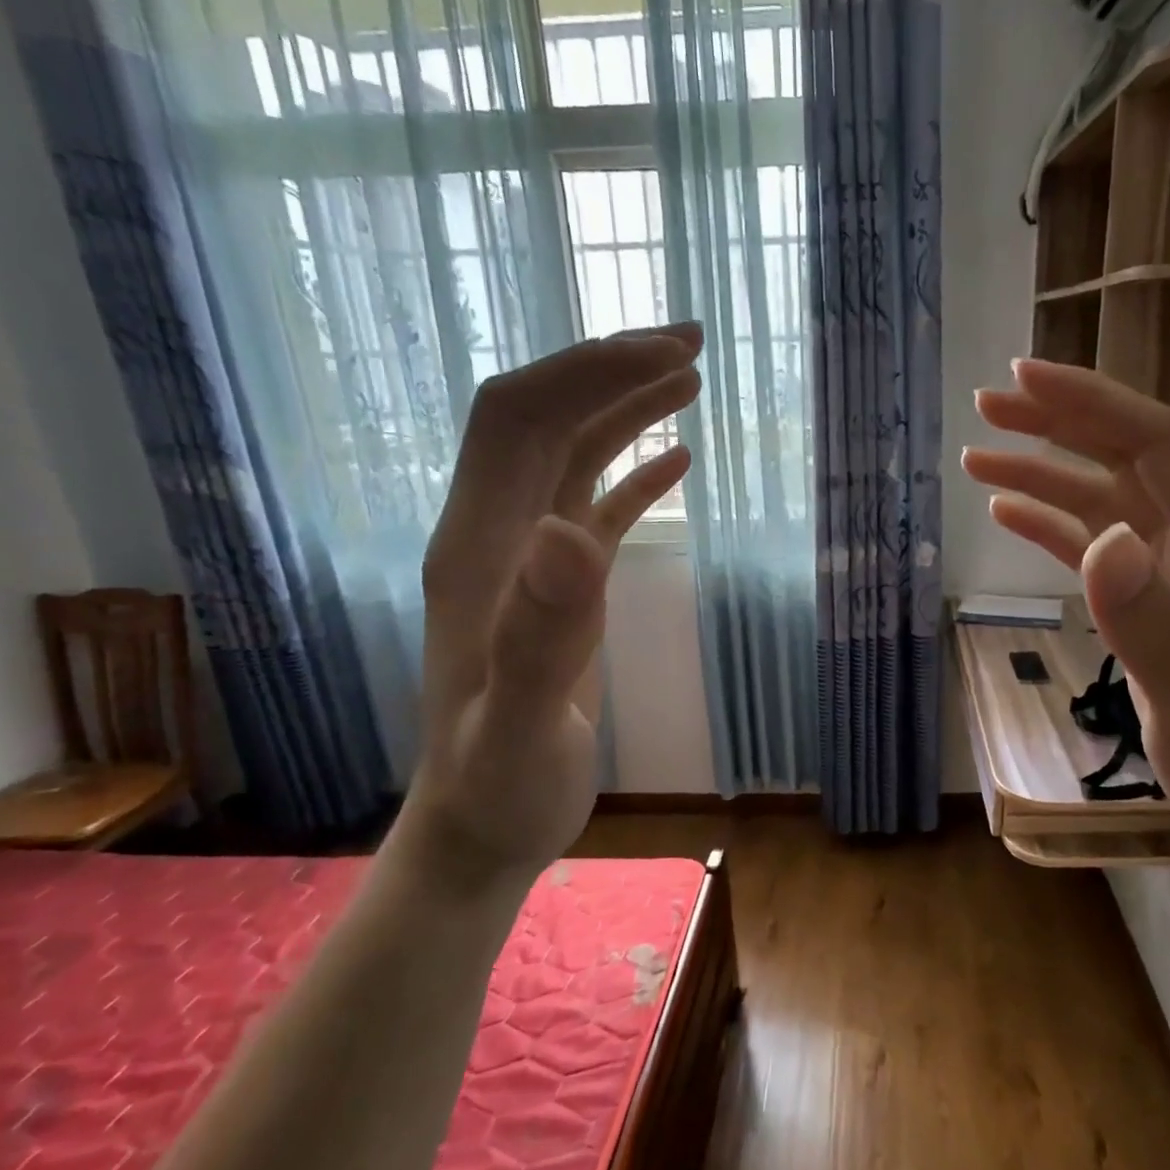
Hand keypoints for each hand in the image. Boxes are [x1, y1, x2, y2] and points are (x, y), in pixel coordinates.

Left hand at [399, 324, 702, 887]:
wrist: (483, 825)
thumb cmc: (501, 787)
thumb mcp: (520, 726)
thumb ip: (539, 635)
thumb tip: (570, 533)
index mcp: (479, 546)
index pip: (520, 419)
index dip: (587, 373)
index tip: (665, 354)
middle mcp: (494, 534)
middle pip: (542, 418)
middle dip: (610, 370)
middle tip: (690, 345)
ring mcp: (524, 559)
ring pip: (568, 453)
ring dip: (623, 408)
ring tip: (689, 381)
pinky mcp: (556, 587)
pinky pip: (593, 504)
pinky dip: (633, 471)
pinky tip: (677, 461)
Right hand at [963, 360, 1169, 859]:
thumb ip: (1147, 622)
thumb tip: (1100, 539)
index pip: (1156, 443)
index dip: (1091, 404)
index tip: (1023, 380)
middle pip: (1126, 456)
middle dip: (1058, 423)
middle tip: (988, 403)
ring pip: (1104, 498)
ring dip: (1044, 474)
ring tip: (977, 459)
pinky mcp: (1154, 599)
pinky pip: (1097, 544)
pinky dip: (1053, 524)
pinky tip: (1010, 515)